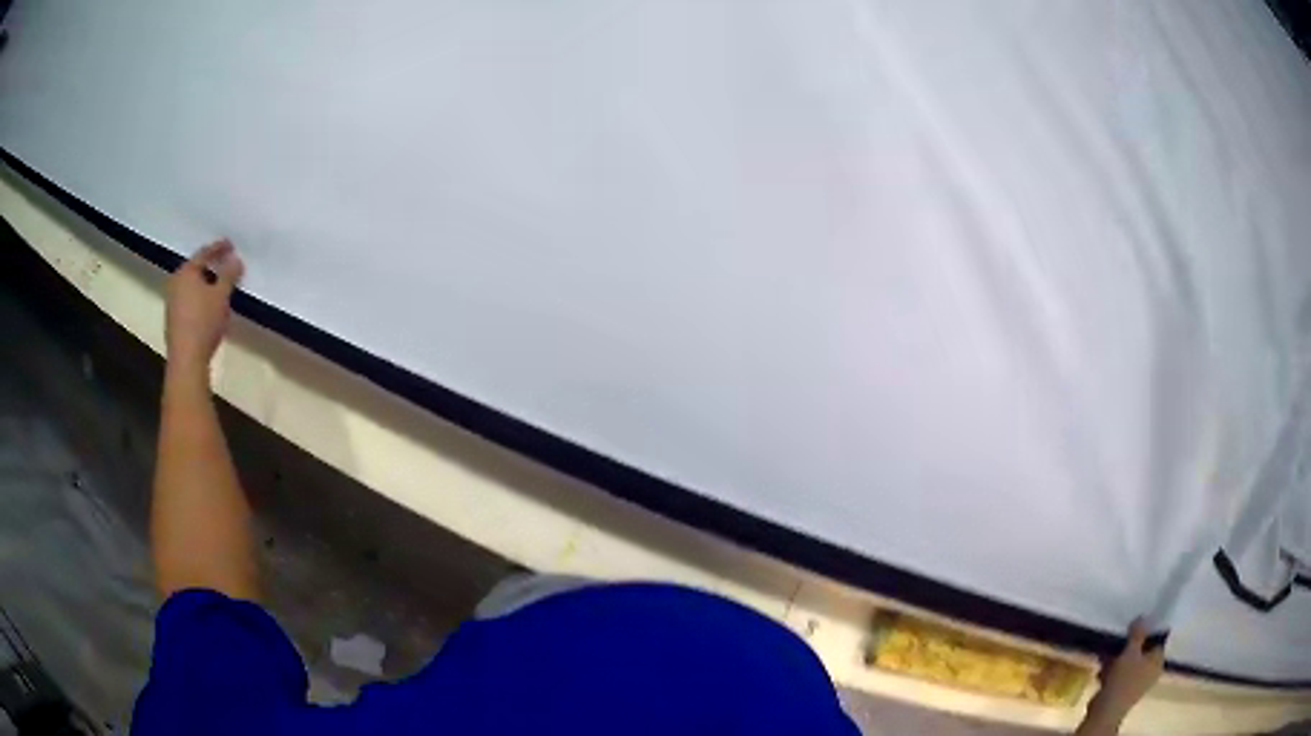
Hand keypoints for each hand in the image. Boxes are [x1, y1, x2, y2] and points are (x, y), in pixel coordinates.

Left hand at [165, 240, 243, 372]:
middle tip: (225, 265)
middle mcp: (176, 283)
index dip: (219, 248)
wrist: (186, 360)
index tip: (231, 245)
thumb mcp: (222, 296)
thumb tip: (236, 260)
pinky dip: (199, 298)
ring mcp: (172, 302)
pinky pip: (188, 300)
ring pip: (191, 286)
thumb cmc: (204, 322)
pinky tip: (208, 306)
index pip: (205, 253)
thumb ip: (229, 275)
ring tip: (219, 287)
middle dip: (211, 266)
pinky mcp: (173, 320)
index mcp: (186, 272)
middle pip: (196, 269)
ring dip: (205, 283)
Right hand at [1081, 619, 1164, 732]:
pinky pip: (1121, 675)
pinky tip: (1103, 670)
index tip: (1135, 626)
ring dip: (1119, 659)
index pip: (1158, 639)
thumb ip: (1138, 634)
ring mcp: (1138, 683)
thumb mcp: (1130, 652)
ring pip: (1130, 663)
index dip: (1148, 631)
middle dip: (1130, 646)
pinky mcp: (1124, 691)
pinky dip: (1113, 671)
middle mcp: (1151, 671)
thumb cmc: (1123, 680)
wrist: (1105, 711)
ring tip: (1108, 655)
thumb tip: (1144, 616)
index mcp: (1158, 661)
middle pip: (1143, 651)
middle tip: (1120, 640)